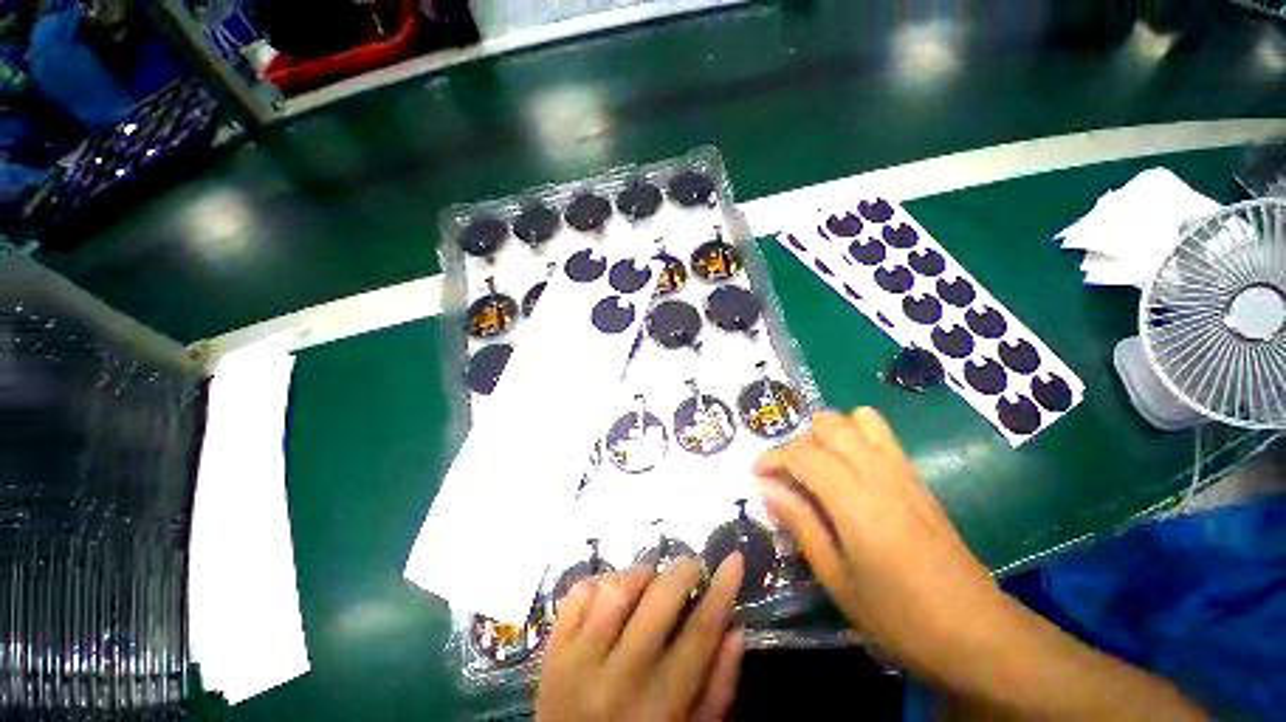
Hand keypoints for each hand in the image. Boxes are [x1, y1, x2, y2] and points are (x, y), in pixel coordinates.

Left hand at [535, 555, 744, 721]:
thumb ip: (717, 687)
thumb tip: (735, 628)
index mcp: (659, 705)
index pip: (699, 633)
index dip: (721, 590)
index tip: (734, 559)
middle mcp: (619, 676)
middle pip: (659, 600)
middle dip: (682, 571)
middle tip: (690, 568)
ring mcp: (579, 658)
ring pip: (617, 587)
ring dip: (641, 573)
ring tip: (651, 580)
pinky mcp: (552, 647)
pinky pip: (579, 592)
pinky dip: (601, 581)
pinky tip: (612, 593)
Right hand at [752, 408, 1001, 668]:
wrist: (976, 630)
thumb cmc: (899, 615)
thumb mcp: (836, 579)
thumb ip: (799, 524)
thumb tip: (765, 488)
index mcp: (855, 502)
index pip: (802, 454)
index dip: (772, 458)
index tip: (756, 474)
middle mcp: (878, 473)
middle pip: (828, 425)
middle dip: (800, 440)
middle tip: (790, 473)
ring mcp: (903, 471)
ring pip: (857, 419)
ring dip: (830, 432)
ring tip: (820, 464)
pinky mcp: (918, 477)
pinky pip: (882, 434)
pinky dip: (856, 435)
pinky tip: (850, 470)